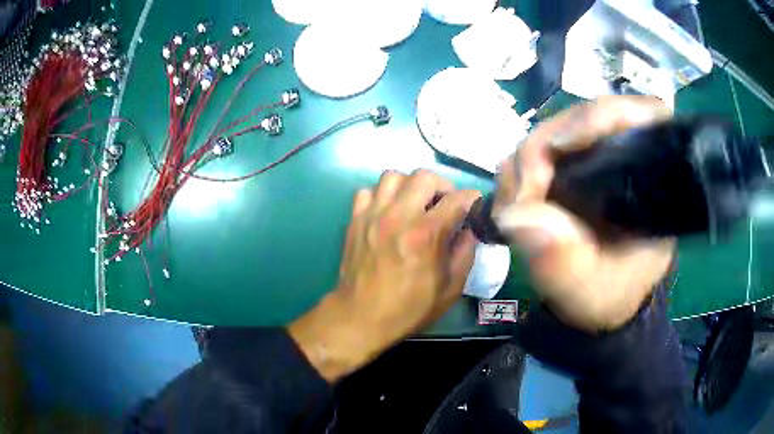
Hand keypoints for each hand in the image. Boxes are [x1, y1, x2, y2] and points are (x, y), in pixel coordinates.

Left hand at [289, 170, 479, 381]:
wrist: (361, 316)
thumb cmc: (409, 308)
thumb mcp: (450, 289)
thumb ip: (465, 253)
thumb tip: (469, 230)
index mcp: (426, 234)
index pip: (457, 198)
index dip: (471, 198)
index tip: (474, 205)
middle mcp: (399, 216)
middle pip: (424, 176)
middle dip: (442, 186)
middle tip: (443, 204)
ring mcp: (373, 215)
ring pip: (393, 176)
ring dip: (410, 186)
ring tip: (414, 204)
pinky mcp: (355, 219)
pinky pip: (368, 191)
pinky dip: (381, 196)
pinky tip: (388, 212)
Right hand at [494, 96, 675, 332]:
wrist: (602, 301)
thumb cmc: (609, 295)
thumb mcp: (589, 292)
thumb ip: (562, 263)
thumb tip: (516, 217)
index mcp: (652, 183)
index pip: (640, 118)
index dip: (600, 117)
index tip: (560, 146)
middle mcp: (627, 158)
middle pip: (584, 118)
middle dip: (544, 149)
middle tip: (520, 195)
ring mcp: (599, 156)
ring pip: (557, 129)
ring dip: (525, 162)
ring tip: (514, 205)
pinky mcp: (576, 164)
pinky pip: (541, 149)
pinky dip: (520, 170)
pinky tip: (515, 199)